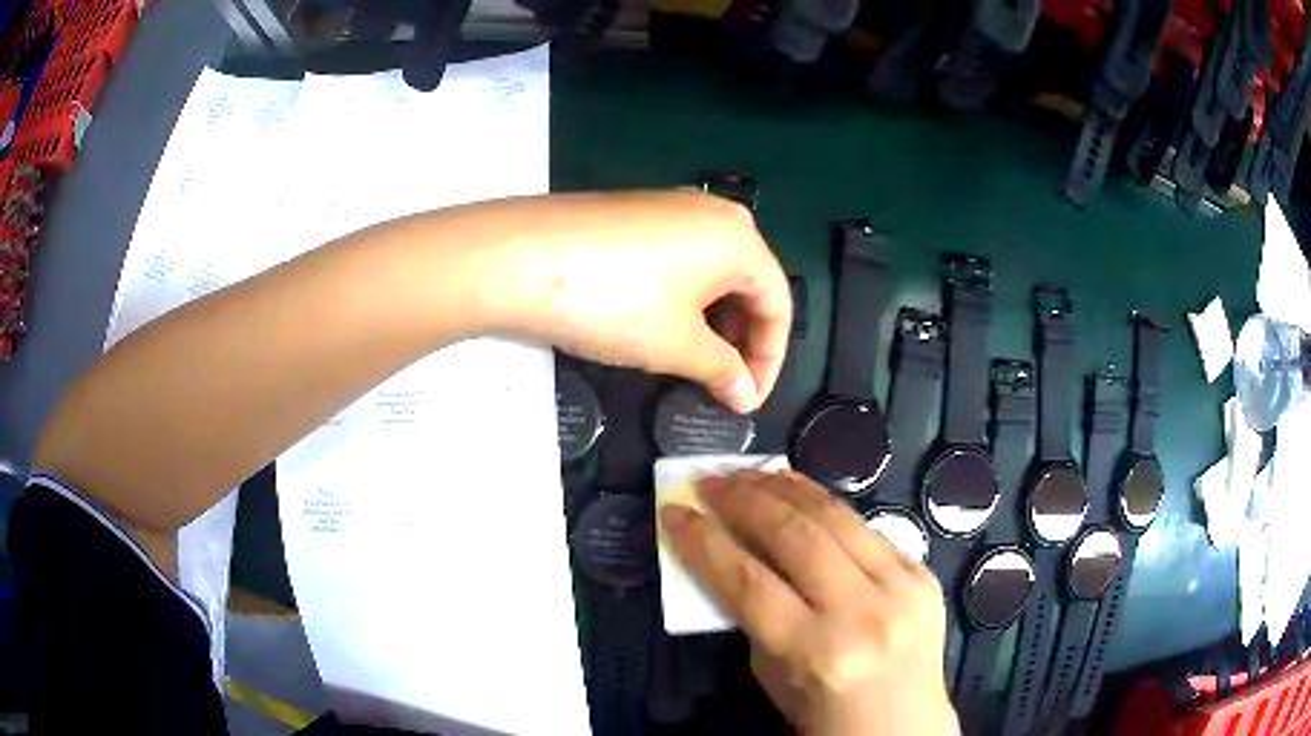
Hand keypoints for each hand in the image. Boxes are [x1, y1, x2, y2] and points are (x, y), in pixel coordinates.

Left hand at [491, 191, 789, 412]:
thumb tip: (745, 395)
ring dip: (712, 323)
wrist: (517, 257)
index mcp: (740, 238)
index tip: (748, 401)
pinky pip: (680, 260)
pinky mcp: (634, 214)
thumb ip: (722, 370)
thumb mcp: (676, 345)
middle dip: (742, 341)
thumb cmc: (613, 301)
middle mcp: (712, 213)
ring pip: (713, 273)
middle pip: (748, 284)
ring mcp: (669, 208)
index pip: (779, 304)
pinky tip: (660, 326)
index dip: (770, 360)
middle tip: (721, 385)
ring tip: (691, 363)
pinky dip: (684, 299)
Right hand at [660, 470, 958, 735]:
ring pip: (836, 517)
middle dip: (743, 499)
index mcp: (816, 652)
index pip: (748, 582)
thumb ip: (753, 615)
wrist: (903, 725)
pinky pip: (868, 527)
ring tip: (749, 473)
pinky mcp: (924, 573)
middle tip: (709, 480)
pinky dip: (827, 504)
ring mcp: (902, 588)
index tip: (673, 511)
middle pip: (794, 536)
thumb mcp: (772, 675)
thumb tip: (733, 553)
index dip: (704, 541)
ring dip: (786, 487)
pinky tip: (801, 491)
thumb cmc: (824, 714)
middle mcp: (863, 612)